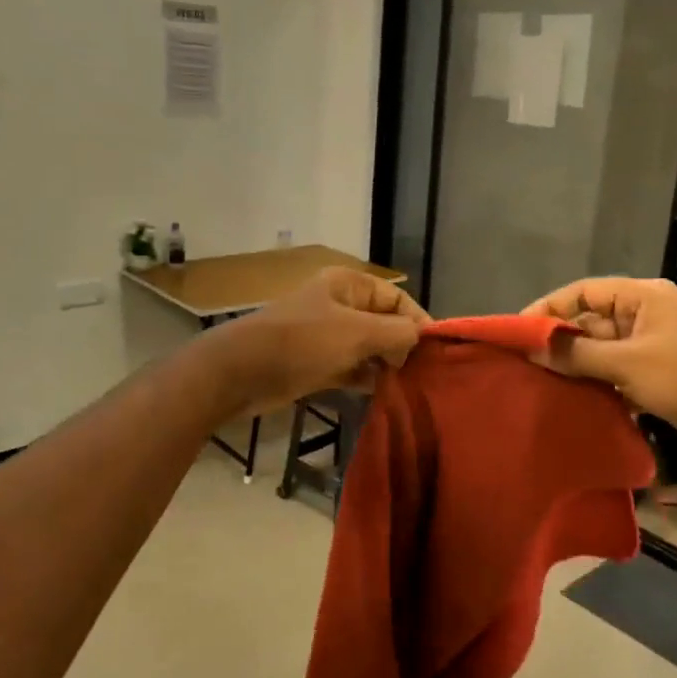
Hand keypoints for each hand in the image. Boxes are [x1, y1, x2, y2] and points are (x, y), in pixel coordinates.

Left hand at [218, 266, 428, 413]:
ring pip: (368, 347)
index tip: (435, 350)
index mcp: (348, 285)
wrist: (241, 373)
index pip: (396, 297)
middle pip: (384, 322)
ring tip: (409, 385)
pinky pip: (352, 367)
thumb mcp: (357, 333)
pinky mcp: (317, 363)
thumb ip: (396, 333)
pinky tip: (384, 392)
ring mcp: (327, 336)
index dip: (417, 320)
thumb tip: (421, 336)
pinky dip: (367, 377)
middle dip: (403, 345)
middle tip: (422, 372)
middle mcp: (340, 305)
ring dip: (386, 364)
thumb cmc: (302, 343)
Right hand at [523, 277, 676, 453]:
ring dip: (574, 365)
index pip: (582, 292)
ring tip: (539, 382)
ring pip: (599, 348)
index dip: (548, 308)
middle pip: (589, 320)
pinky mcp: (652, 372)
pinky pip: (613, 370)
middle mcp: (642, 314)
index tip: (519, 332)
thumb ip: (578, 355)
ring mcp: (648, 344)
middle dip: (559, 340)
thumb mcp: (628, 363)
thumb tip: (532, 348)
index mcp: (641, 297)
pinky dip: (594, 381)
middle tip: (524, 362)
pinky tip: (570, 398)